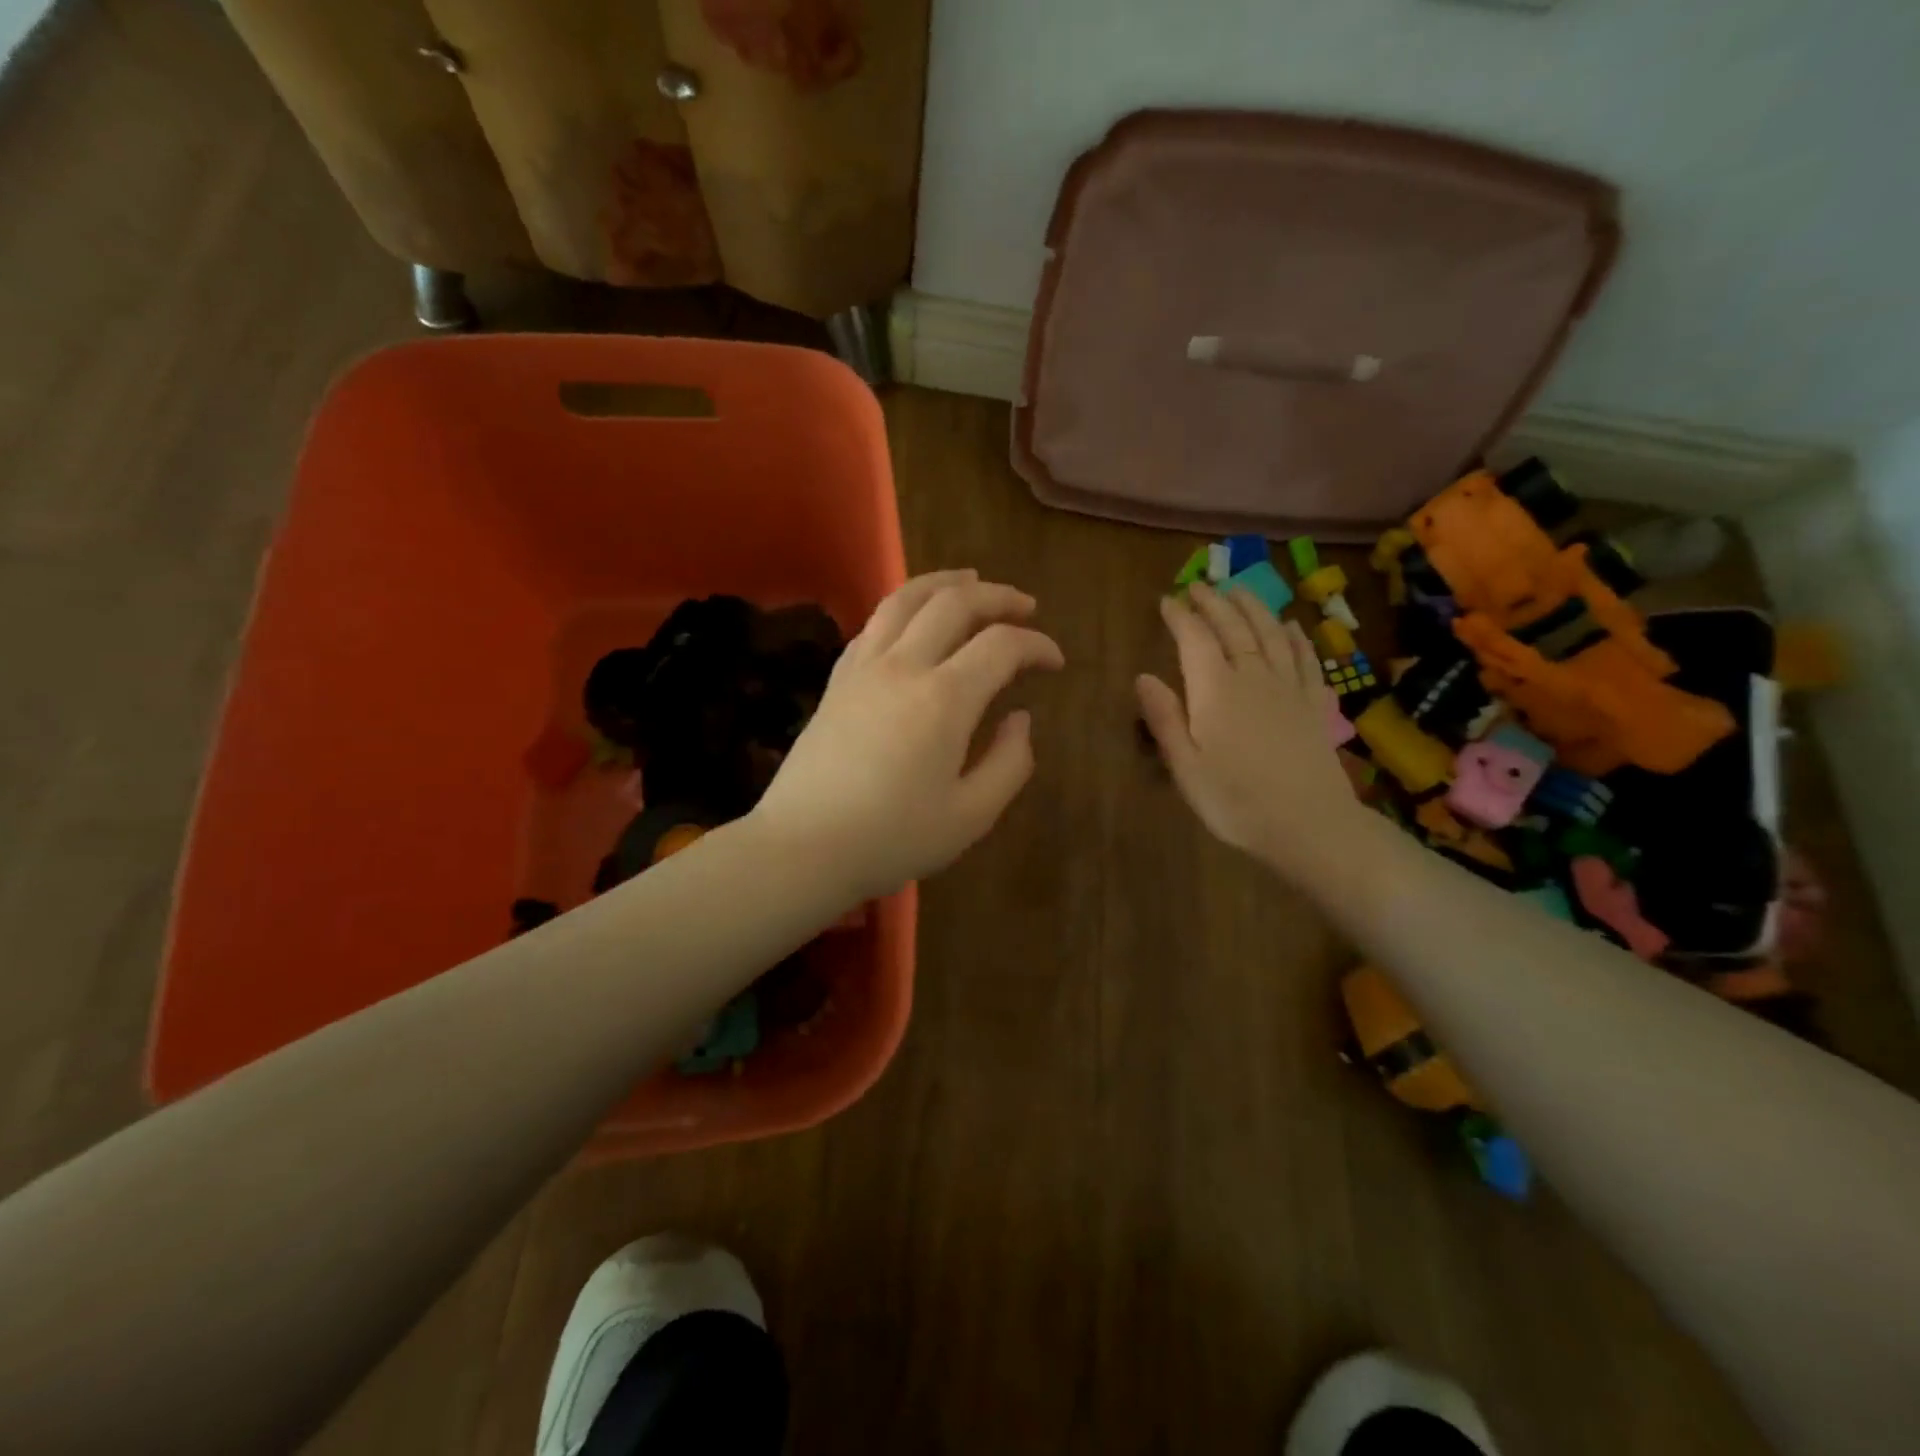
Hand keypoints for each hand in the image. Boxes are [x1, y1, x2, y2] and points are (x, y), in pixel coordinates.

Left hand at [753, 569, 1064, 899]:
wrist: (803, 847)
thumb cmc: (892, 838)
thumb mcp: (970, 816)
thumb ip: (1009, 763)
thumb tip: (1020, 719)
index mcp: (945, 698)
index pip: (1001, 645)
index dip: (1037, 645)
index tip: (1055, 662)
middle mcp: (904, 666)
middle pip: (954, 603)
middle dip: (997, 596)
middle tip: (1025, 606)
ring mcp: (863, 668)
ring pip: (905, 599)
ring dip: (944, 582)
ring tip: (969, 580)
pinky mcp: (837, 681)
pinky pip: (873, 625)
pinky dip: (902, 609)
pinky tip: (912, 620)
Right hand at [1136, 582, 1358, 875]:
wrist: (1310, 826)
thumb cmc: (1236, 802)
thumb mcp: (1186, 767)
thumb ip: (1165, 718)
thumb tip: (1142, 676)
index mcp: (1216, 690)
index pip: (1195, 638)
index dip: (1180, 616)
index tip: (1167, 600)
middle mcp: (1253, 676)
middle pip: (1234, 626)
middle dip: (1214, 602)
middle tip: (1199, 585)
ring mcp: (1289, 687)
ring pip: (1271, 633)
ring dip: (1253, 607)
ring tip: (1239, 590)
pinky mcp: (1314, 703)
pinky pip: (1305, 657)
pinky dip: (1295, 636)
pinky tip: (1290, 627)